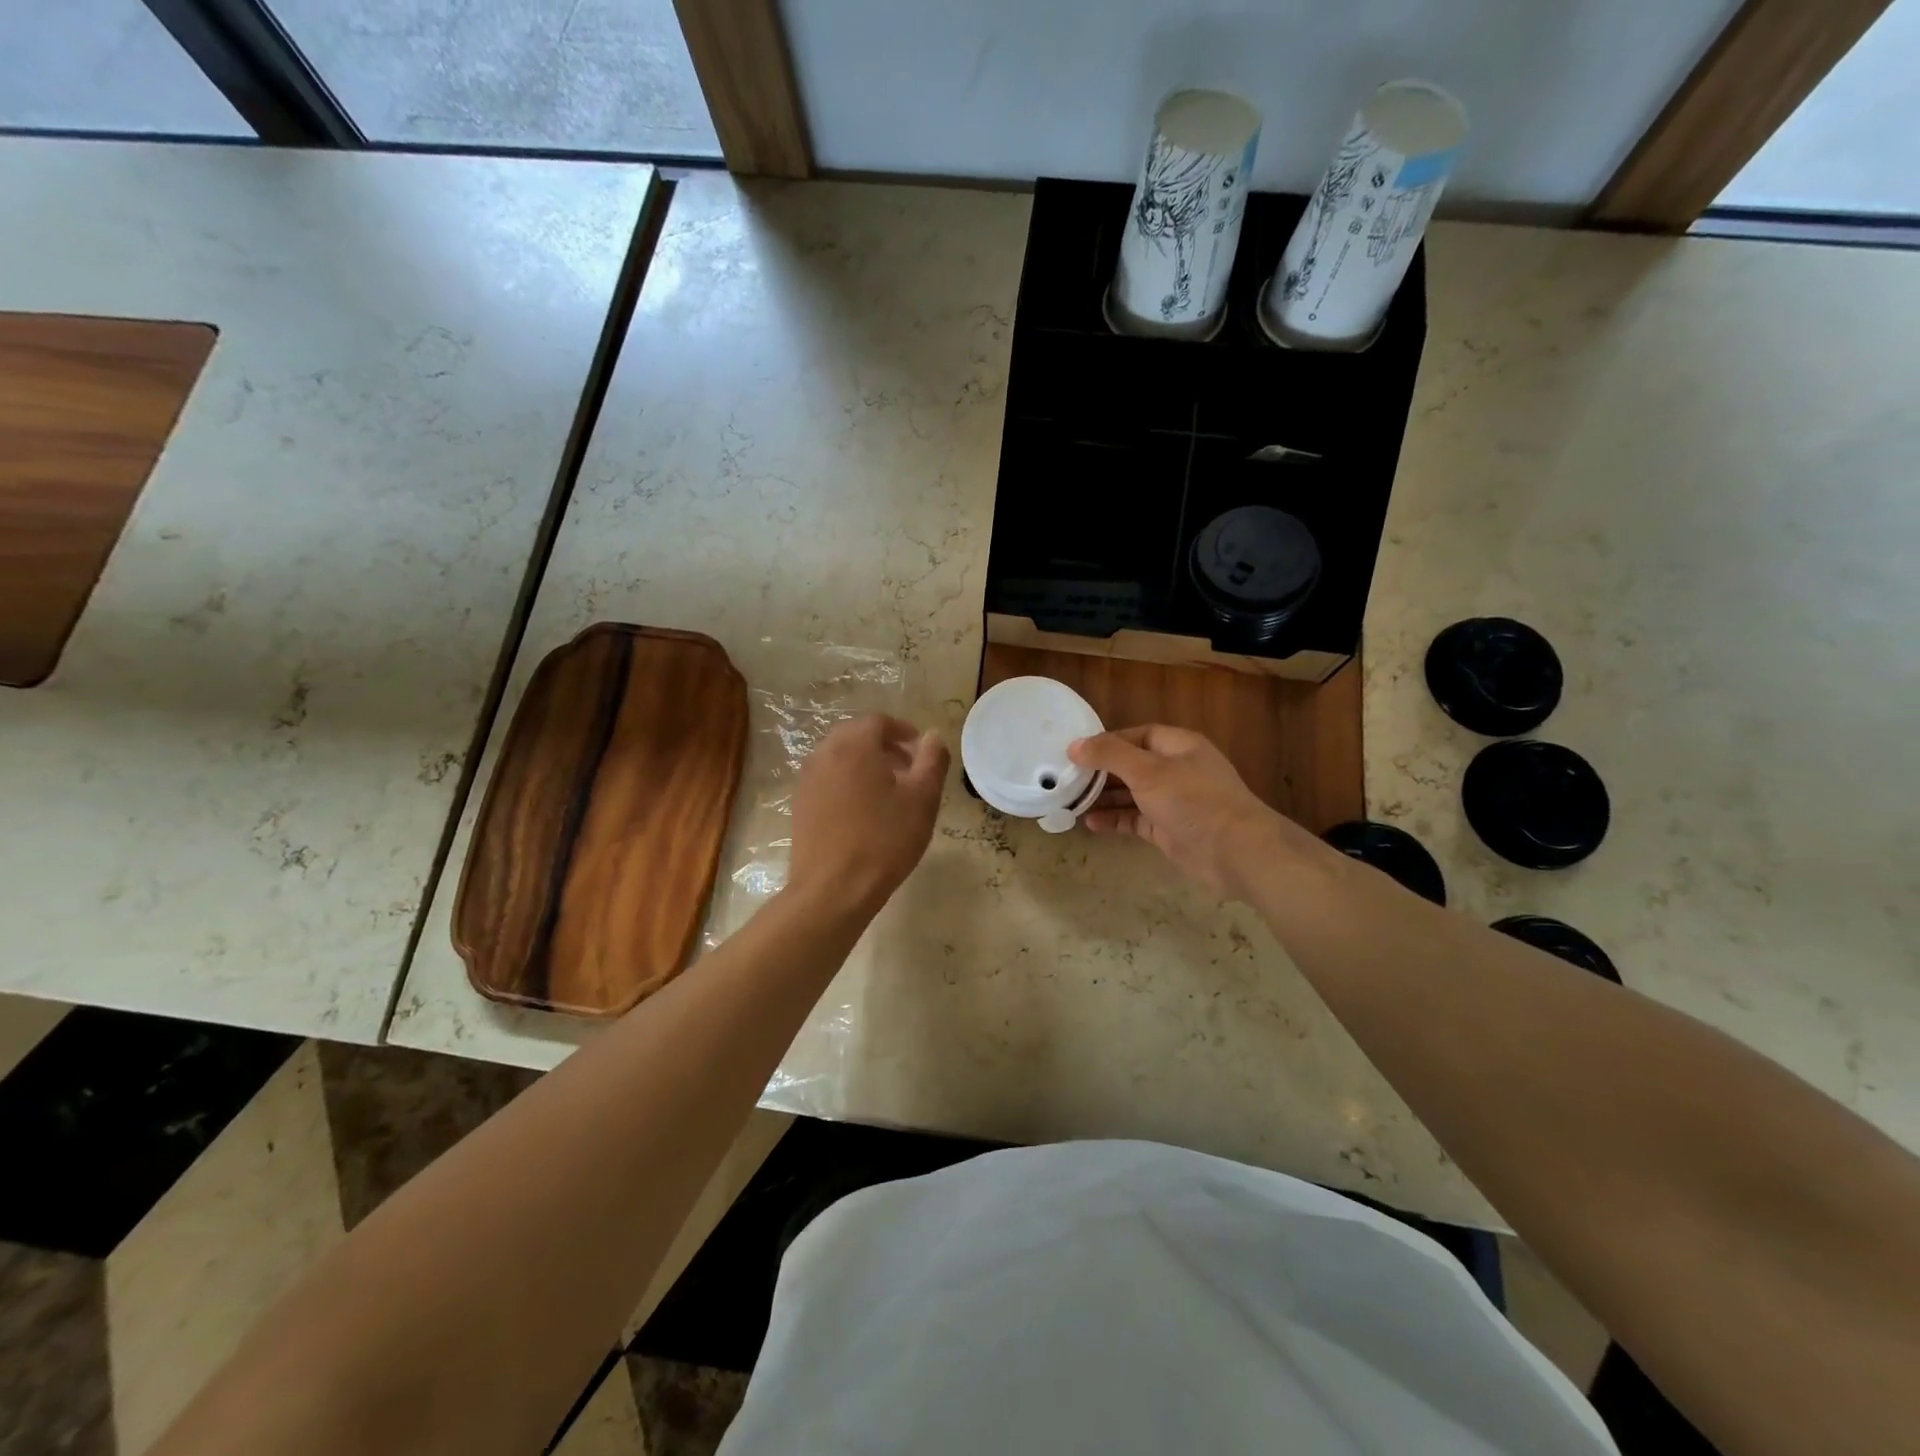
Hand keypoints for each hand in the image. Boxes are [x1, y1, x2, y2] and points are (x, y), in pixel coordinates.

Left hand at [786, 714, 948, 918]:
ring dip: (864, 763)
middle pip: (855, 735)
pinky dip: (846, 781)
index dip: (903, 731)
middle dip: (883, 745)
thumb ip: (931, 760)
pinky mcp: (800, 803)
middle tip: (907, 769)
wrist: (833, 888)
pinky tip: (863, 811)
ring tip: (887, 791)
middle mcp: (825, 753)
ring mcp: (807, 779)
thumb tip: (932, 736)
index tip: (920, 751)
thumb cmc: (884, 840)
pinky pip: (827, 778)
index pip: (878, 721)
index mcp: (854, 744)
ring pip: (839, 756)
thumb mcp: (922, 798)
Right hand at [1068, 725, 1306, 900]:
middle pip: (1132, 765)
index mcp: (1179, 746)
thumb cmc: (1192, 800)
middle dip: (1101, 772)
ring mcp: (1174, 802)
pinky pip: (1136, 820)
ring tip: (1071, 802)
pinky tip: (1091, 824)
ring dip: (1104, 798)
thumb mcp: (1147, 771)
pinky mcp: (1169, 830)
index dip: (1108, 741)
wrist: (1235, 852)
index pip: (1138, 735)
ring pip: (1132, 794)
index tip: (1076, 752)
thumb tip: (1074, 746)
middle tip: (1067, 779)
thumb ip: (1110, 755)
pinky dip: (1115, 820)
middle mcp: (1177, 770)